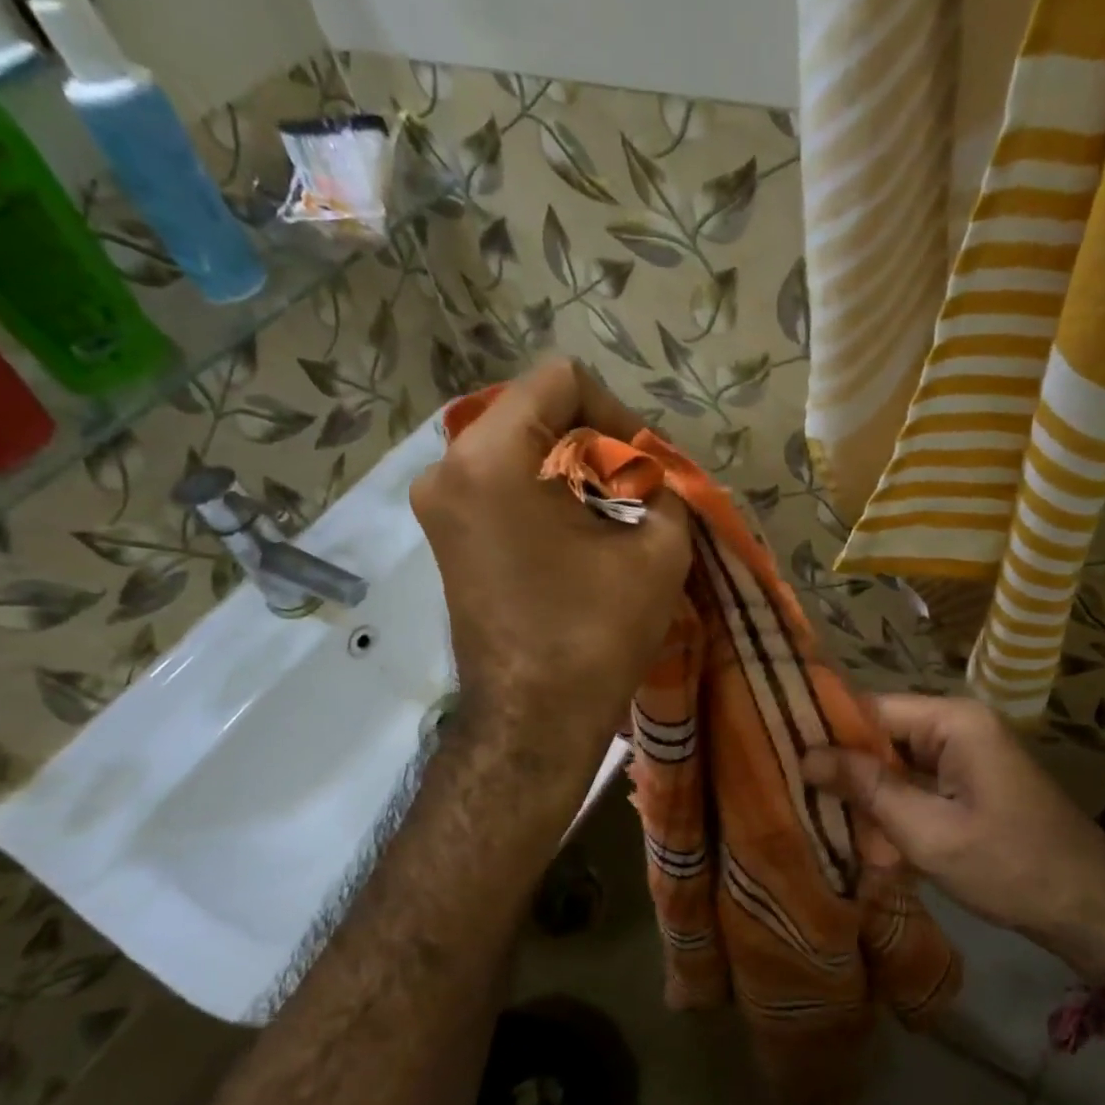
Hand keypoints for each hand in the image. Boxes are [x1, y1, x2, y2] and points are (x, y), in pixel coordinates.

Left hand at [411, 360, 690, 751]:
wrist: (532, 722)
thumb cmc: (594, 633)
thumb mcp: (658, 549)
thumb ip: (664, 488)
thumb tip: (654, 477)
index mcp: (493, 456)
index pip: (562, 382)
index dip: (617, 414)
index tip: (644, 469)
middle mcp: (449, 467)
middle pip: (536, 412)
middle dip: (596, 445)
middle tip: (638, 494)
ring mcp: (440, 504)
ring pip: (520, 449)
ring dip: (573, 472)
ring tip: (615, 518)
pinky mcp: (447, 537)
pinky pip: (501, 485)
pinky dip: (546, 495)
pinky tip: (580, 537)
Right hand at [803, 694, 1104, 982]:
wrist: (1092, 909)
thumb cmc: (1010, 866)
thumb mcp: (928, 832)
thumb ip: (866, 789)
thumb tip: (807, 755)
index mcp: (952, 721)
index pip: (870, 708)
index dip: (826, 730)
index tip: (781, 753)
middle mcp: (957, 725)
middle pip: (880, 734)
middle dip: (845, 770)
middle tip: (800, 798)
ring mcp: (966, 754)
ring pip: (894, 763)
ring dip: (867, 796)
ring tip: (827, 822)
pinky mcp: (969, 782)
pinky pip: (916, 783)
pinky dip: (893, 809)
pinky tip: (869, 840)